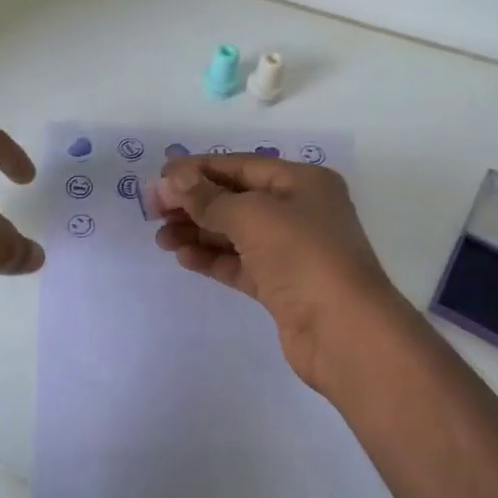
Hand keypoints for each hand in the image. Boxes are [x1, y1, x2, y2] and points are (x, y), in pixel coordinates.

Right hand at [152, 154, 415, 395]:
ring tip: (161, 238)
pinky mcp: (281, 286)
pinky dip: (211, 258)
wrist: (345, 333)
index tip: (159, 178)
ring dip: (197, 231)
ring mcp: (291, 251)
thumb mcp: (253, 216)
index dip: (198, 169)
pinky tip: (183, 257)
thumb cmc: (303, 257)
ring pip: (235, 233)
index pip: (241, 165)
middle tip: (152, 210)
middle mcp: (299, 211)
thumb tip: (171, 178)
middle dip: (194, 202)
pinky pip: (239, 263)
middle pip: (236, 198)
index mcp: (302, 182)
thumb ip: (208, 198)